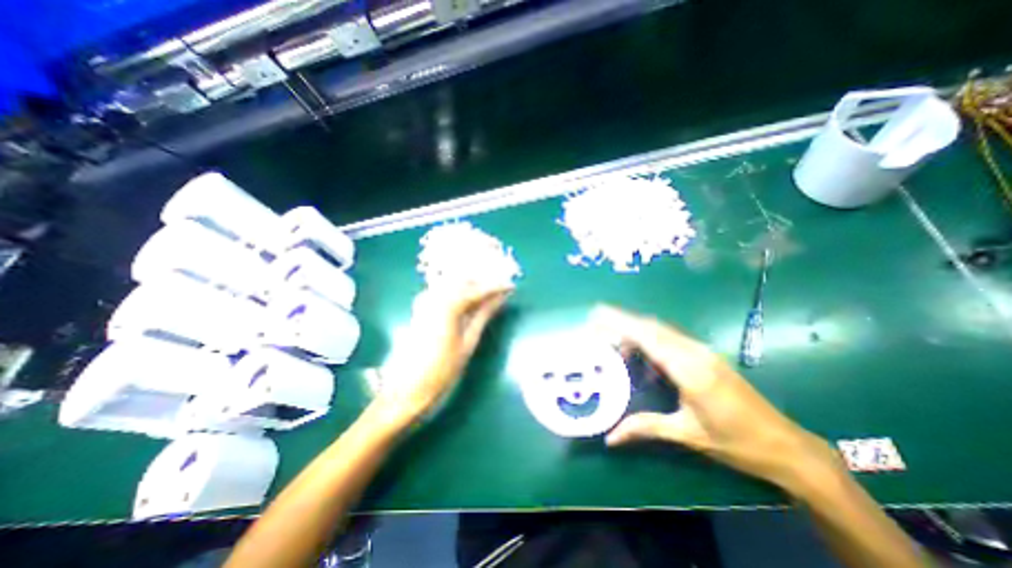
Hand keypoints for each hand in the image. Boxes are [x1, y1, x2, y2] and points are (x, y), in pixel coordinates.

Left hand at [376, 284, 510, 425]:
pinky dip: (459, 293)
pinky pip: (444, 291)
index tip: (511, 286)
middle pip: (464, 281)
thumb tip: (500, 298)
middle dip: (484, 283)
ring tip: (488, 296)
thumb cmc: (442, 369)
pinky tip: (468, 302)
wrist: (407, 388)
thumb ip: (484, 315)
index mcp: (449, 304)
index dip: (497, 286)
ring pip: (454, 284)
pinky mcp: (421, 308)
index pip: (478, 289)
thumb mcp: (469, 341)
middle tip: (501, 291)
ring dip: (472, 287)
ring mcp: (426, 300)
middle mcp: (435, 296)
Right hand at [596, 305, 842, 492]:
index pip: (648, 337)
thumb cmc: (736, 442)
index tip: (598, 314)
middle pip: (652, 326)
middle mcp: (695, 352)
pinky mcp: (706, 355)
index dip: (621, 323)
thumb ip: (645, 427)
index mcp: (689, 370)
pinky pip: (671, 339)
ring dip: (636, 331)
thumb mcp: (687, 434)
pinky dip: (650, 340)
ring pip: (661, 330)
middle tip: (597, 324)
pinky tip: (643, 358)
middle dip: (623, 321)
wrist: (786, 445)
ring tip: (615, 344)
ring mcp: (703, 351)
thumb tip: (610, 437)